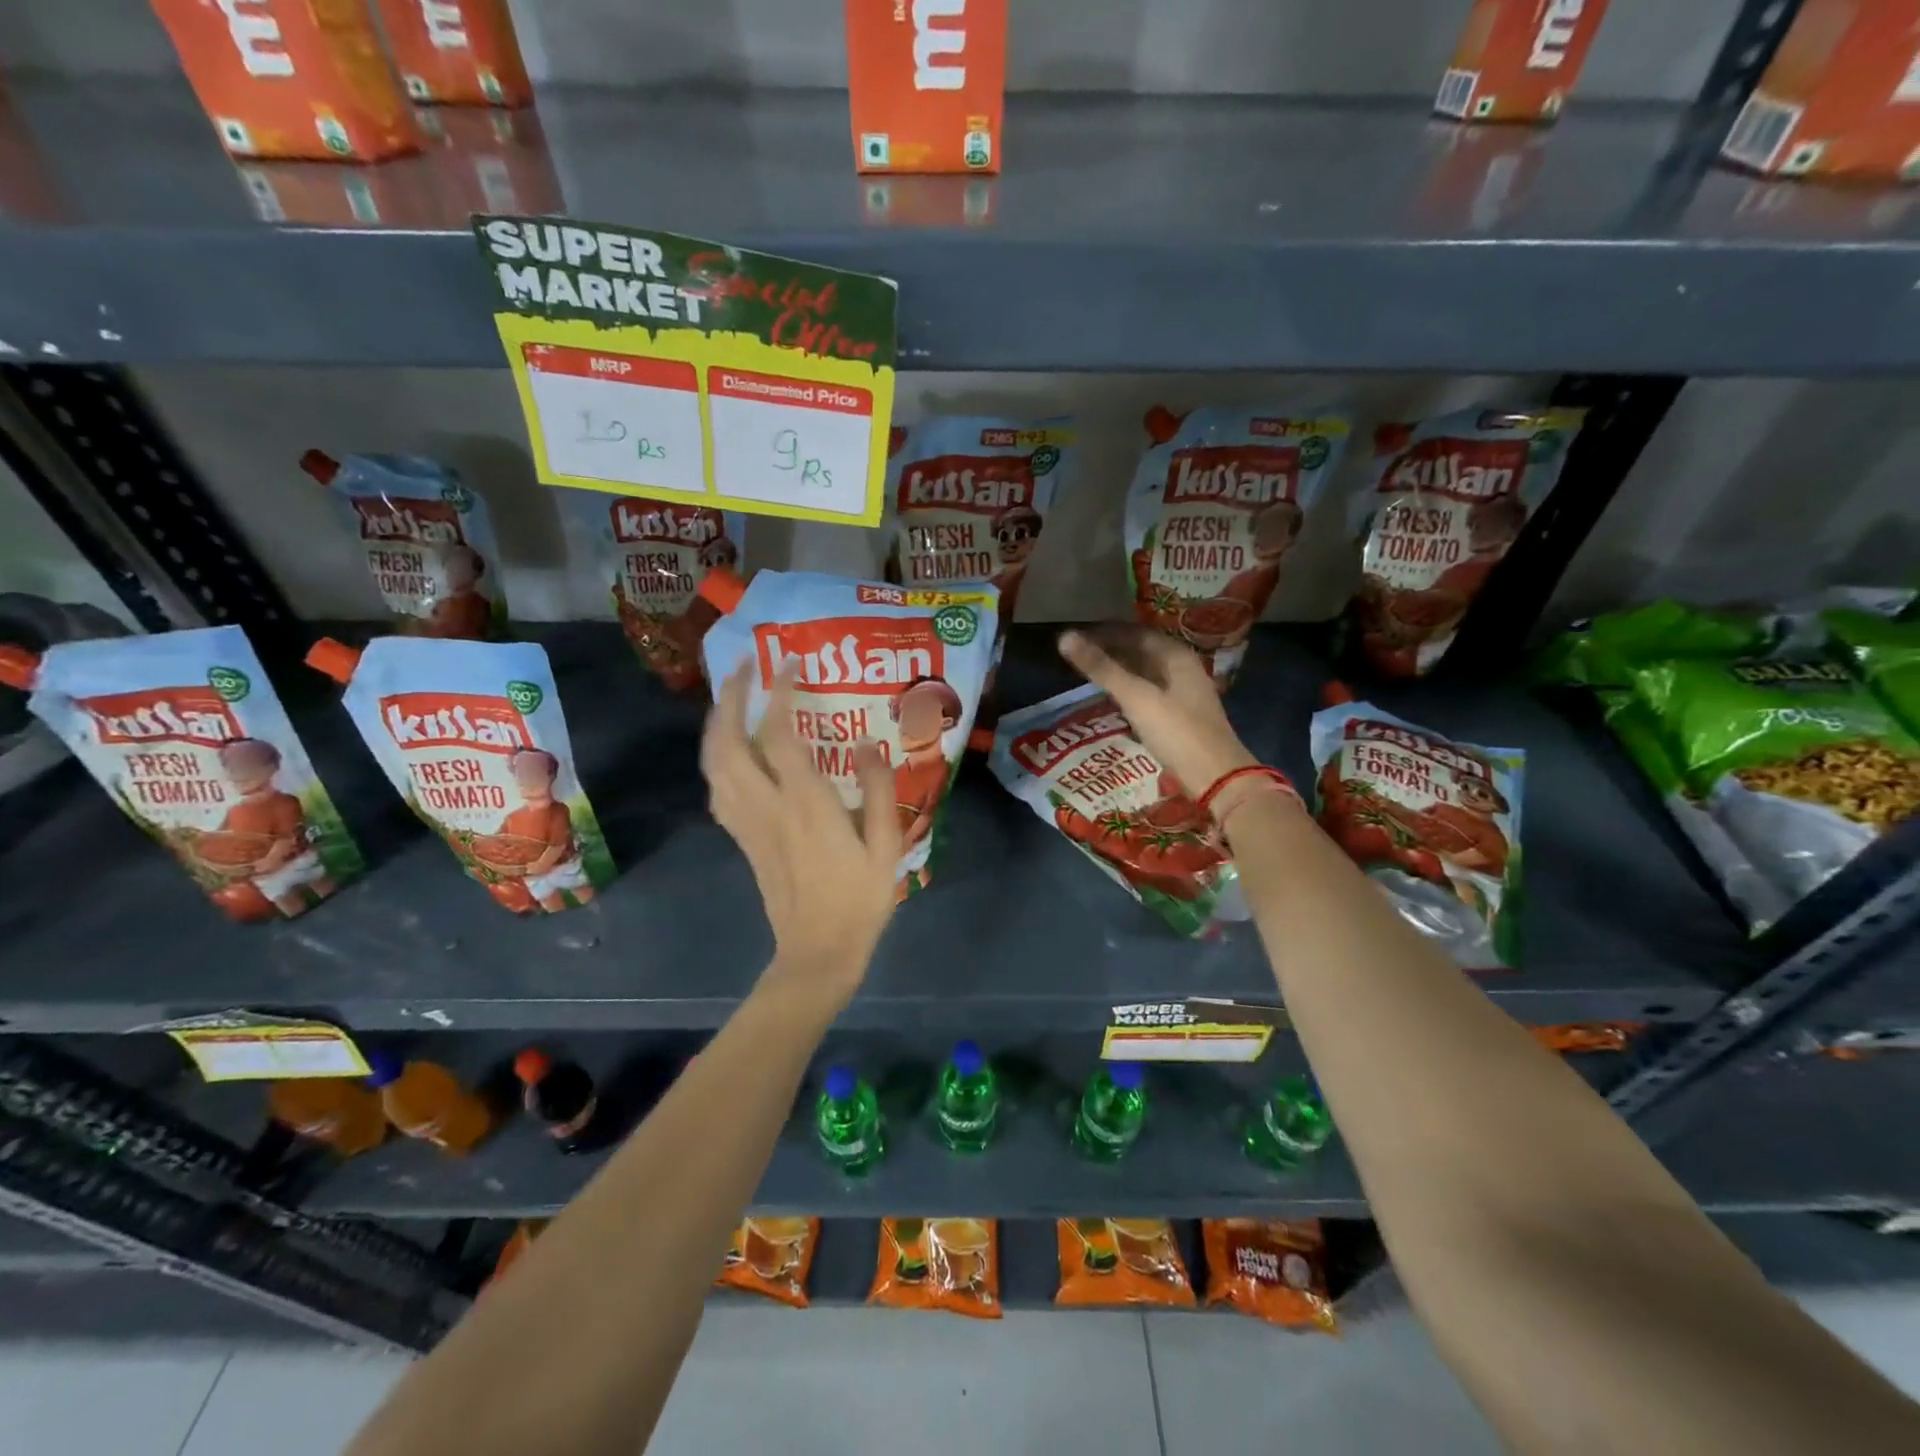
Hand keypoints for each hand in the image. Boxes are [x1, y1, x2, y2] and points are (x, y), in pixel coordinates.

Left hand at [701, 663, 902, 1007]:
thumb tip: (868, 744)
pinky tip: (731, 750)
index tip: (791, 663)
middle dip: (729, 697)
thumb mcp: (886, 846)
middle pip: (728, 741)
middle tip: (743, 667)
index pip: (780, 734)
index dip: (780, 693)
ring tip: (732, 699)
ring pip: (714, 764)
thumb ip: (877, 791)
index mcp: (806, 804)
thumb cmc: (858, 899)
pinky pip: (717, 788)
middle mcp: (767, 806)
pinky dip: (717, 758)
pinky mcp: (742, 838)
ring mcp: (748, 823)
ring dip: (716, 723)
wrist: (817, 951)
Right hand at [1058, 625, 1258, 795]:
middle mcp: (1182, 669)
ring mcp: (1183, 695)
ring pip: (1145, 673)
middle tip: (1078, 656)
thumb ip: (1102, 668)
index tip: (1077, 638)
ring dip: (1119, 672)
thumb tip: (1064, 638)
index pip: (1136, 633)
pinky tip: (1112, 700)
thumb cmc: (1177, 732)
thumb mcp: (1136, 698)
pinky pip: (1149, 694)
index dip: (1105, 633)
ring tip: (1089, 675)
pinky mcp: (1179, 718)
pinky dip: (1128, 691)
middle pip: (1142, 651)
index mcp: (1177, 657)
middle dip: (1111, 651)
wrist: (1216, 778)